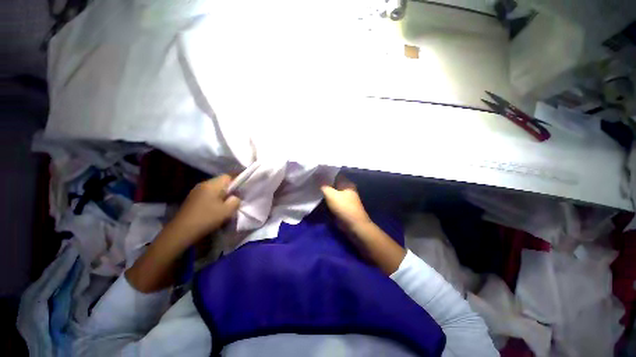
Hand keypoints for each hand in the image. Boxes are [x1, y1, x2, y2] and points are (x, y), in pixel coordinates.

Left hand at [167, 175, 240, 244]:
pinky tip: (215, 209)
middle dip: (230, 189)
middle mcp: (203, 184)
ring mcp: (196, 191)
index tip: (242, 191)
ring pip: (214, 189)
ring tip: (226, 205)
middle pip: (221, 182)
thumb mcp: (227, 211)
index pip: (228, 176)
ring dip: (222, 195)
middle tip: (235, 199)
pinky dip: (214, 199)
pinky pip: (208, 194)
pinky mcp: (192, 199)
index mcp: (212, 185)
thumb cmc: (206, 219)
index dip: (237, 181)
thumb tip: (235, 197)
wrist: (181, 232)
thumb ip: (235, 201)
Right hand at [322, 175, 404, 274]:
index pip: (335, 174)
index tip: (315, 173)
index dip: (325, 174)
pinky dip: (327, 199)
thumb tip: (317, 177)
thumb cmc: (344, 207)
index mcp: (347, 183)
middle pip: (333, 184)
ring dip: (325, 192)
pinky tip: (319, 198)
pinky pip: (332, 200)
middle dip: (324, 184)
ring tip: (314, 189)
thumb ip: (324, 186)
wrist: (354, 225)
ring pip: (332, 192)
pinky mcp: (342, 206)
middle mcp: (346, 189)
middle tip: (313, 182)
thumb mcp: (331, 195)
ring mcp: (345, 198)